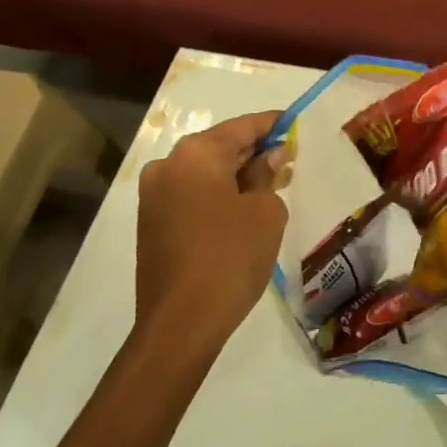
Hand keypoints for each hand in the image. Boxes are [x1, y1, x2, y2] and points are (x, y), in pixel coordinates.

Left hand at [136, 111, 289, 353]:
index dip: (273, 125)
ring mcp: (154, 195)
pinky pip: (191, 194)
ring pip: (204, 172)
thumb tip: (268, 157)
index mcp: (196, 153)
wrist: (181, 323)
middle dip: (254, 151)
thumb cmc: (231, 256)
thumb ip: (267, 175)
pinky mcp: (151, 223)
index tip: (295, 123)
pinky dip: (217, 194)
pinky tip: (242, 208)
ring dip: (236, 174)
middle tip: (288, 158)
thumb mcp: (265, 211)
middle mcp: (168, 165)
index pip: (243, 126)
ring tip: (270, 184)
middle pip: (220, 147)